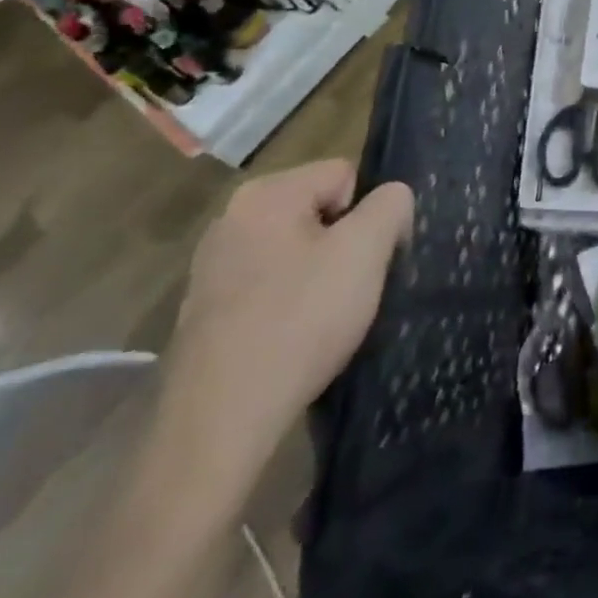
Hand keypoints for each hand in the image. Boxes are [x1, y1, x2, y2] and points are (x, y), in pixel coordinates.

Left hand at [155, 162, 413, 495]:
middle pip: (318, 211)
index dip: (369, 214)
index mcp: (265, 193)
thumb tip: (392, 197)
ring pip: (295, 251)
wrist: (220, 421)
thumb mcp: (365, 251)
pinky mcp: (205, 311)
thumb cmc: (300, 320)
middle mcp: (231, 218)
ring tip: (324, 319)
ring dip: (318, 276)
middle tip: (351, 290)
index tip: (370, 260)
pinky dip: (288, 305)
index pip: (344, 175)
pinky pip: (268, 286)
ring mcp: (211, 266)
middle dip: (343, 245)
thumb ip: (391, 205)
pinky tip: (294, 340)